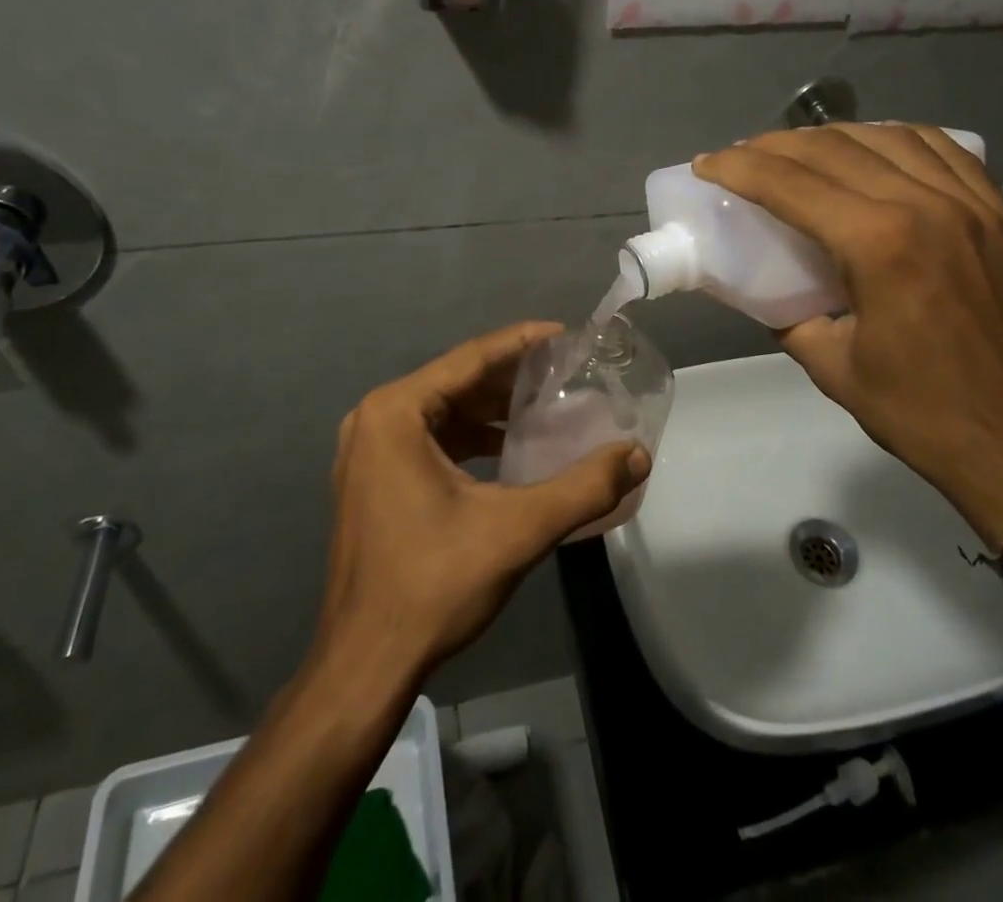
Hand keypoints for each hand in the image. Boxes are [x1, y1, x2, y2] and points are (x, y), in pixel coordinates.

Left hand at [315, 322, 651, 678]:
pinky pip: (431, 438)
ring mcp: (369, 452)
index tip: (567, 334)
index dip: (522, 342)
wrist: (364, 667)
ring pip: (444, 410)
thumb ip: (583, 487)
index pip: (470, 357)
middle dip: (512, 375)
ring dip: (493, 407)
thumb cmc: (433, 585)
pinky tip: (510, 449)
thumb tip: (638, 455)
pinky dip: (472, 437)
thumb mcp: (517, 530)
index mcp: (395, 412)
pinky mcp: (374, 480)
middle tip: (566, 371)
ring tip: (547, 405)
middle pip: (456, 380)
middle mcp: (375, 419)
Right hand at [694, 124, 1002, 545]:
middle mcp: (929, 207)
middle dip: (777, 145)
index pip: (792, 184)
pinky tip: (878, 150)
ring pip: (892, 138)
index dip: (740, 167)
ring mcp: (976, 206)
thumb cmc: (922, 415)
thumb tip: (766, 288)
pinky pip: (947, 153)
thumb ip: (790, 315)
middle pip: (836, 148)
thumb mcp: (832, 368)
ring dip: (835, 136)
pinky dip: (900, 141)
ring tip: (803, 150)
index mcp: (880, 245)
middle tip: (744, 155)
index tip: (708, 163)